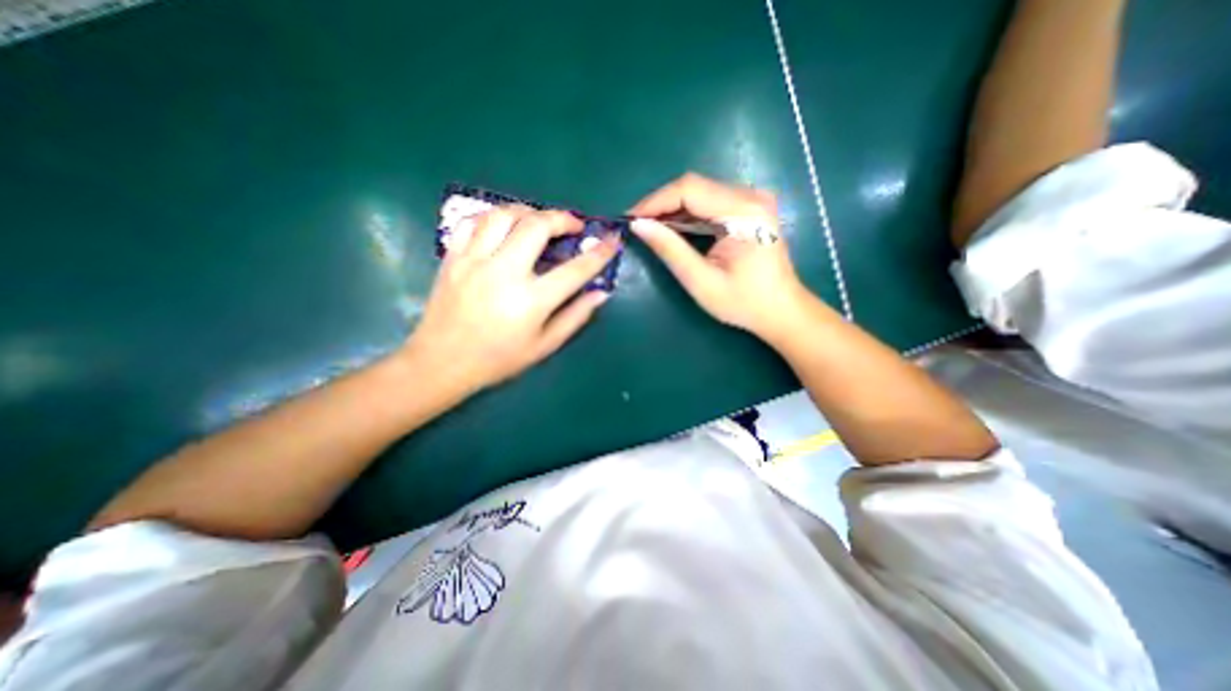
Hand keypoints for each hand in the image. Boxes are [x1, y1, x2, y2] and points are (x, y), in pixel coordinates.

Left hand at [401, 204, 614, 393]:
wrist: (442, 362)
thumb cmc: (498, 359)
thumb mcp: (544, 345)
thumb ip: (575, 316)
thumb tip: (601, 293)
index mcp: (531, 301)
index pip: (575, 269)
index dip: (599, 253)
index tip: (611, 241)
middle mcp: (503, 273)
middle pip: (537, 226)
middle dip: (562, 218)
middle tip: (573, 226)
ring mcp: (474, 260)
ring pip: (504, 215)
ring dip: (529, 212)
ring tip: (540, 222)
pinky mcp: (452, 257)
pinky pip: (474, 222)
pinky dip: (494, 218)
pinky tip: (504, 228)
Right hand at [629, 171, 813, 338]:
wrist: (781, 310)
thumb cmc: (743, 302)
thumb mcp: (701, 280)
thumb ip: (670, 249)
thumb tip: (638, 226)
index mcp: (744, 211)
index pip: (689, 189)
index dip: (654, 201)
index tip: (629, 219)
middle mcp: (751, 195)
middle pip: (694, 186)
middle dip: (660, 205)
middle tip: (637, 226)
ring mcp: (752, 199)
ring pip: (699, 192)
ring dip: (671, 209)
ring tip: (649, 228)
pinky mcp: (749, 207)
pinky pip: (709, 202)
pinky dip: (687, 214)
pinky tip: (672, 229)